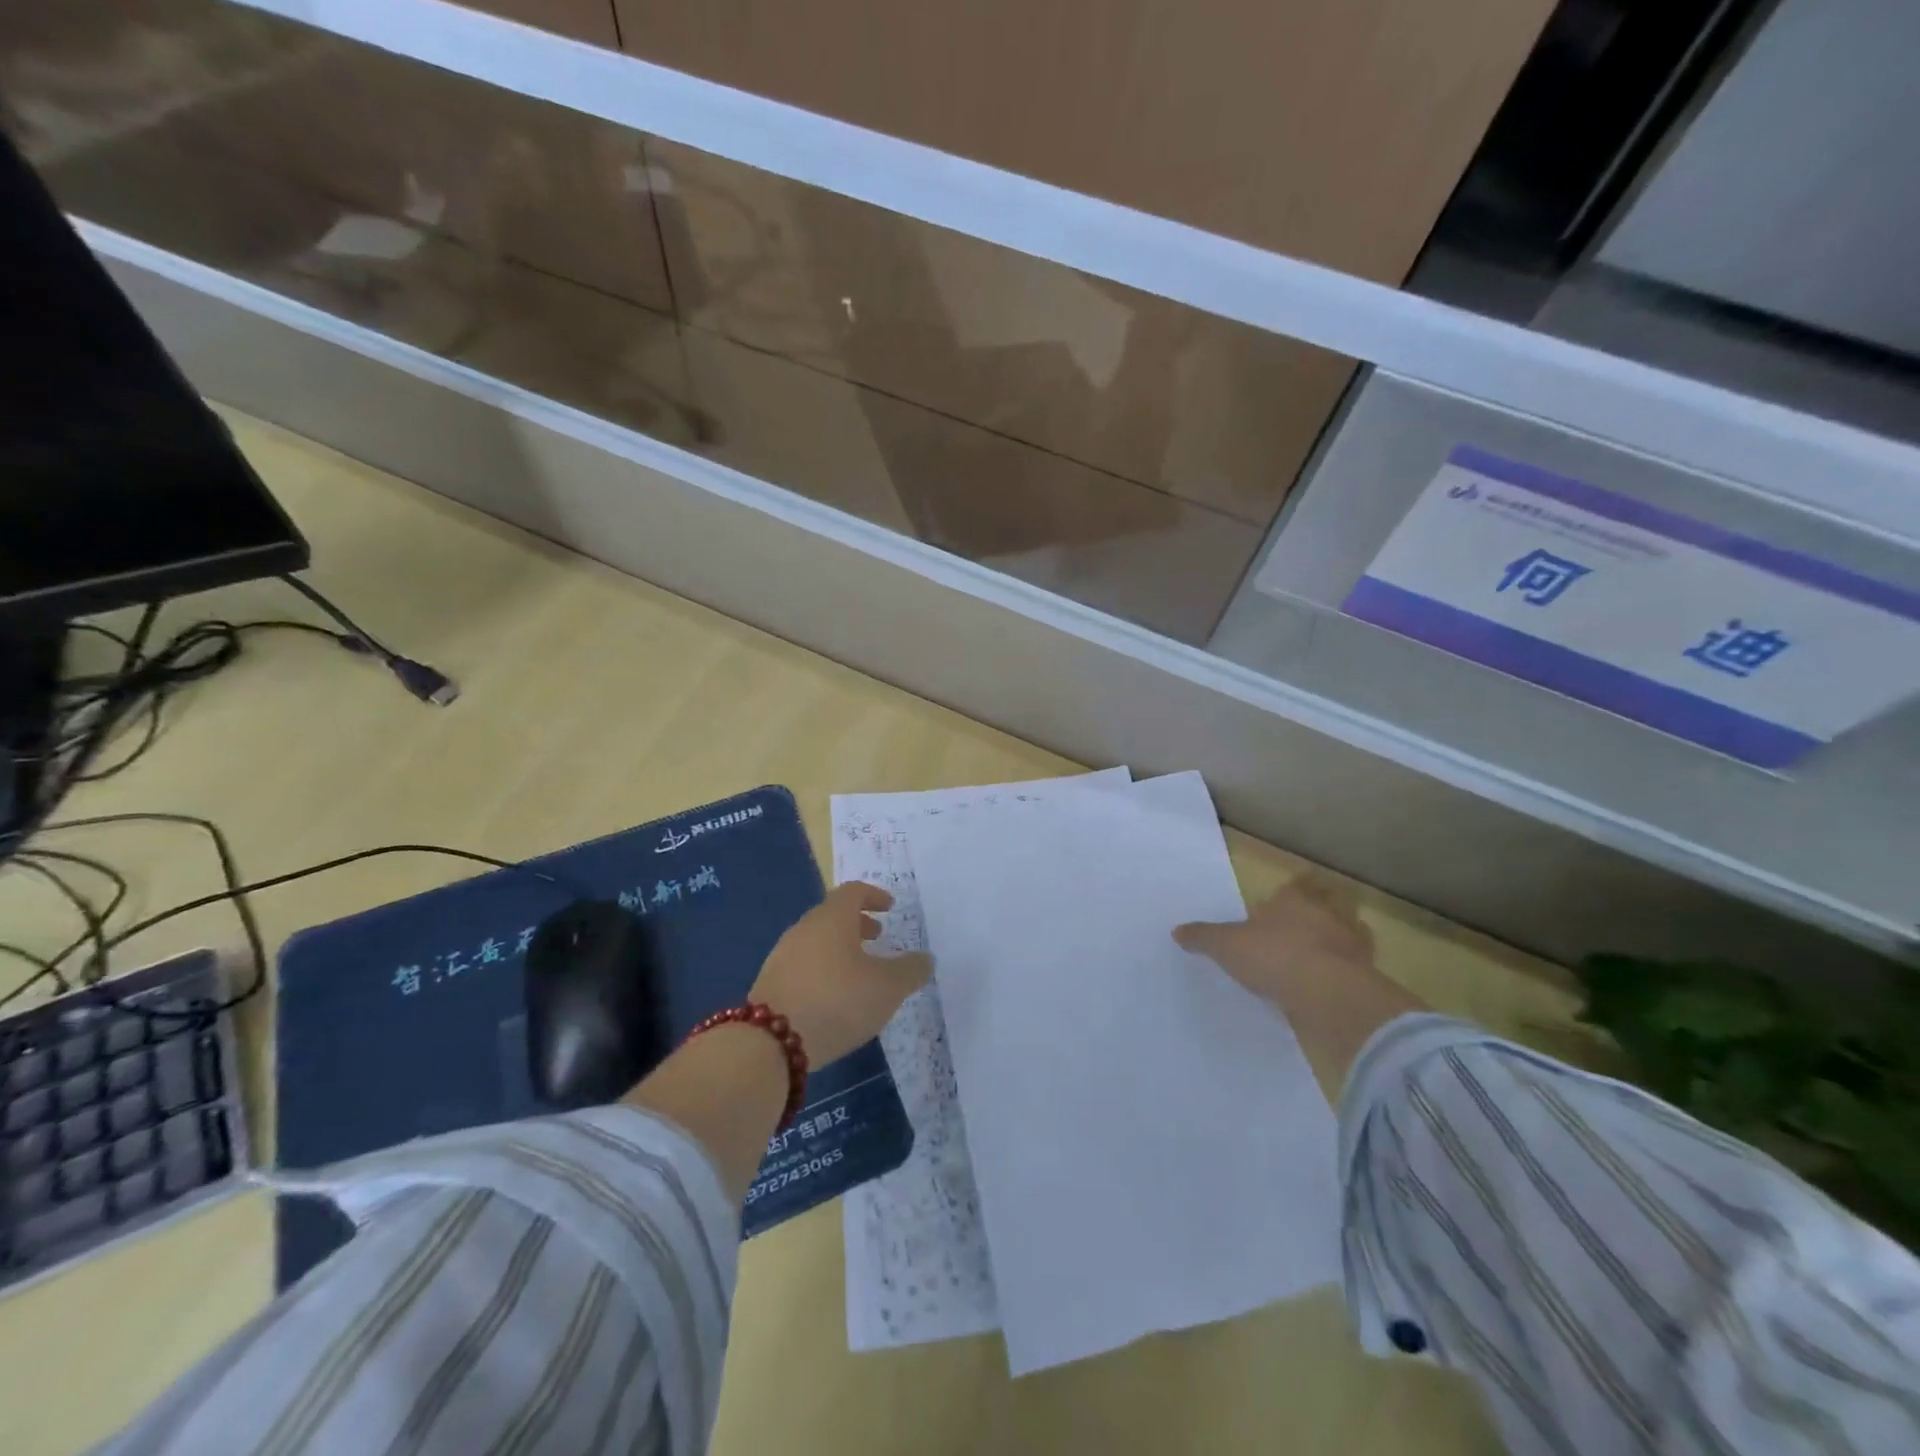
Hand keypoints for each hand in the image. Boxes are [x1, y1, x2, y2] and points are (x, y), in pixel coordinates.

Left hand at [750, 882, 931, 1065]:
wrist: (770, 1043)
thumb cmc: (837, 1001)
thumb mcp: (887, 988)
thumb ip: (910, 970)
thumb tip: (924, 959)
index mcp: (832, 919)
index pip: (853, 892)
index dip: (874, 896)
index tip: (889, 907)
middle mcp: (804, 929)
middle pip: (832, 915)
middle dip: (857, 923)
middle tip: (878, 937)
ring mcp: (782, 956)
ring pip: (817, 941)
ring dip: (840, 948)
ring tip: (859, 972)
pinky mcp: (770, 984)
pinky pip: (803, 965)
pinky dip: (823, 969)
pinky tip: (834, 996)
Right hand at [1174, 876, 1376, 1005]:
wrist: (1326, 994)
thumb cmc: (1272, 956)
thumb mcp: (1226, 946)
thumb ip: (1203, 937)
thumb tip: (1177, 930)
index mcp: (1293, 900)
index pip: (1298, 884)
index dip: (1296, 887)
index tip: (1292, 894)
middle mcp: (1327, 914)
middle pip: (1332, 901)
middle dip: (1325, 907)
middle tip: (1312, 919)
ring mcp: (1352, 943)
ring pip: (1351, 931)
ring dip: (1342, 938)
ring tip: (1326, 952)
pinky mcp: (1367, 974)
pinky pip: (1359, 966)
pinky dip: (1350, 970)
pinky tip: (1335, 981)